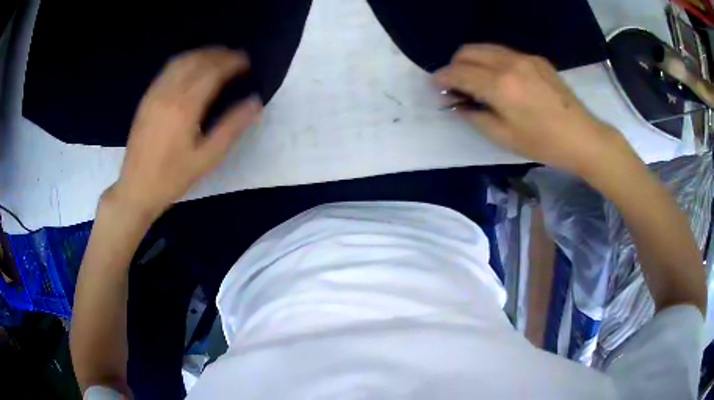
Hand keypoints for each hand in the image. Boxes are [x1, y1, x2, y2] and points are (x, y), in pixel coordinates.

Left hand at [110, 47, 261, 219]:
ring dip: (201, 54)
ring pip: (180, 61)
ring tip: (217, 58)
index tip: (246, 62)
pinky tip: (192, 68)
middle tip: (235, 57)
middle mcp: (168, 93)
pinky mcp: (146, 99)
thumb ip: (231, 127)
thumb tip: (255, 102)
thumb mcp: (207, 158)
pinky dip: (184, 62)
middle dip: (218, 54)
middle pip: (196, 61)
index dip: (231, 62)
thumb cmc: (173, 177)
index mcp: (185, 107)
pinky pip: (167, 70)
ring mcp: (154, 94)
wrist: (137, 188)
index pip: (212, 71)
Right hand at [435, 44, 630, 174]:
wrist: (582, 136)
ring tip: (473, 79)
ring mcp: (524, 57)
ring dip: (472, 59)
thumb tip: (457, 104)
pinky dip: (491, 60)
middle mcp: (509, 63)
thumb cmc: (543, 143)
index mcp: (500, 86)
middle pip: (468, 51)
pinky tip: (498, 78)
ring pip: (485, 47)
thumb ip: (475, 116)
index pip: (459, 72)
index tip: (435, 84)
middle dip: (454, 64)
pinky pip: (503, 52)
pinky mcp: (535, 58)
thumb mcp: (504, 137)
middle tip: (455, 84)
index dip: (442, 77)